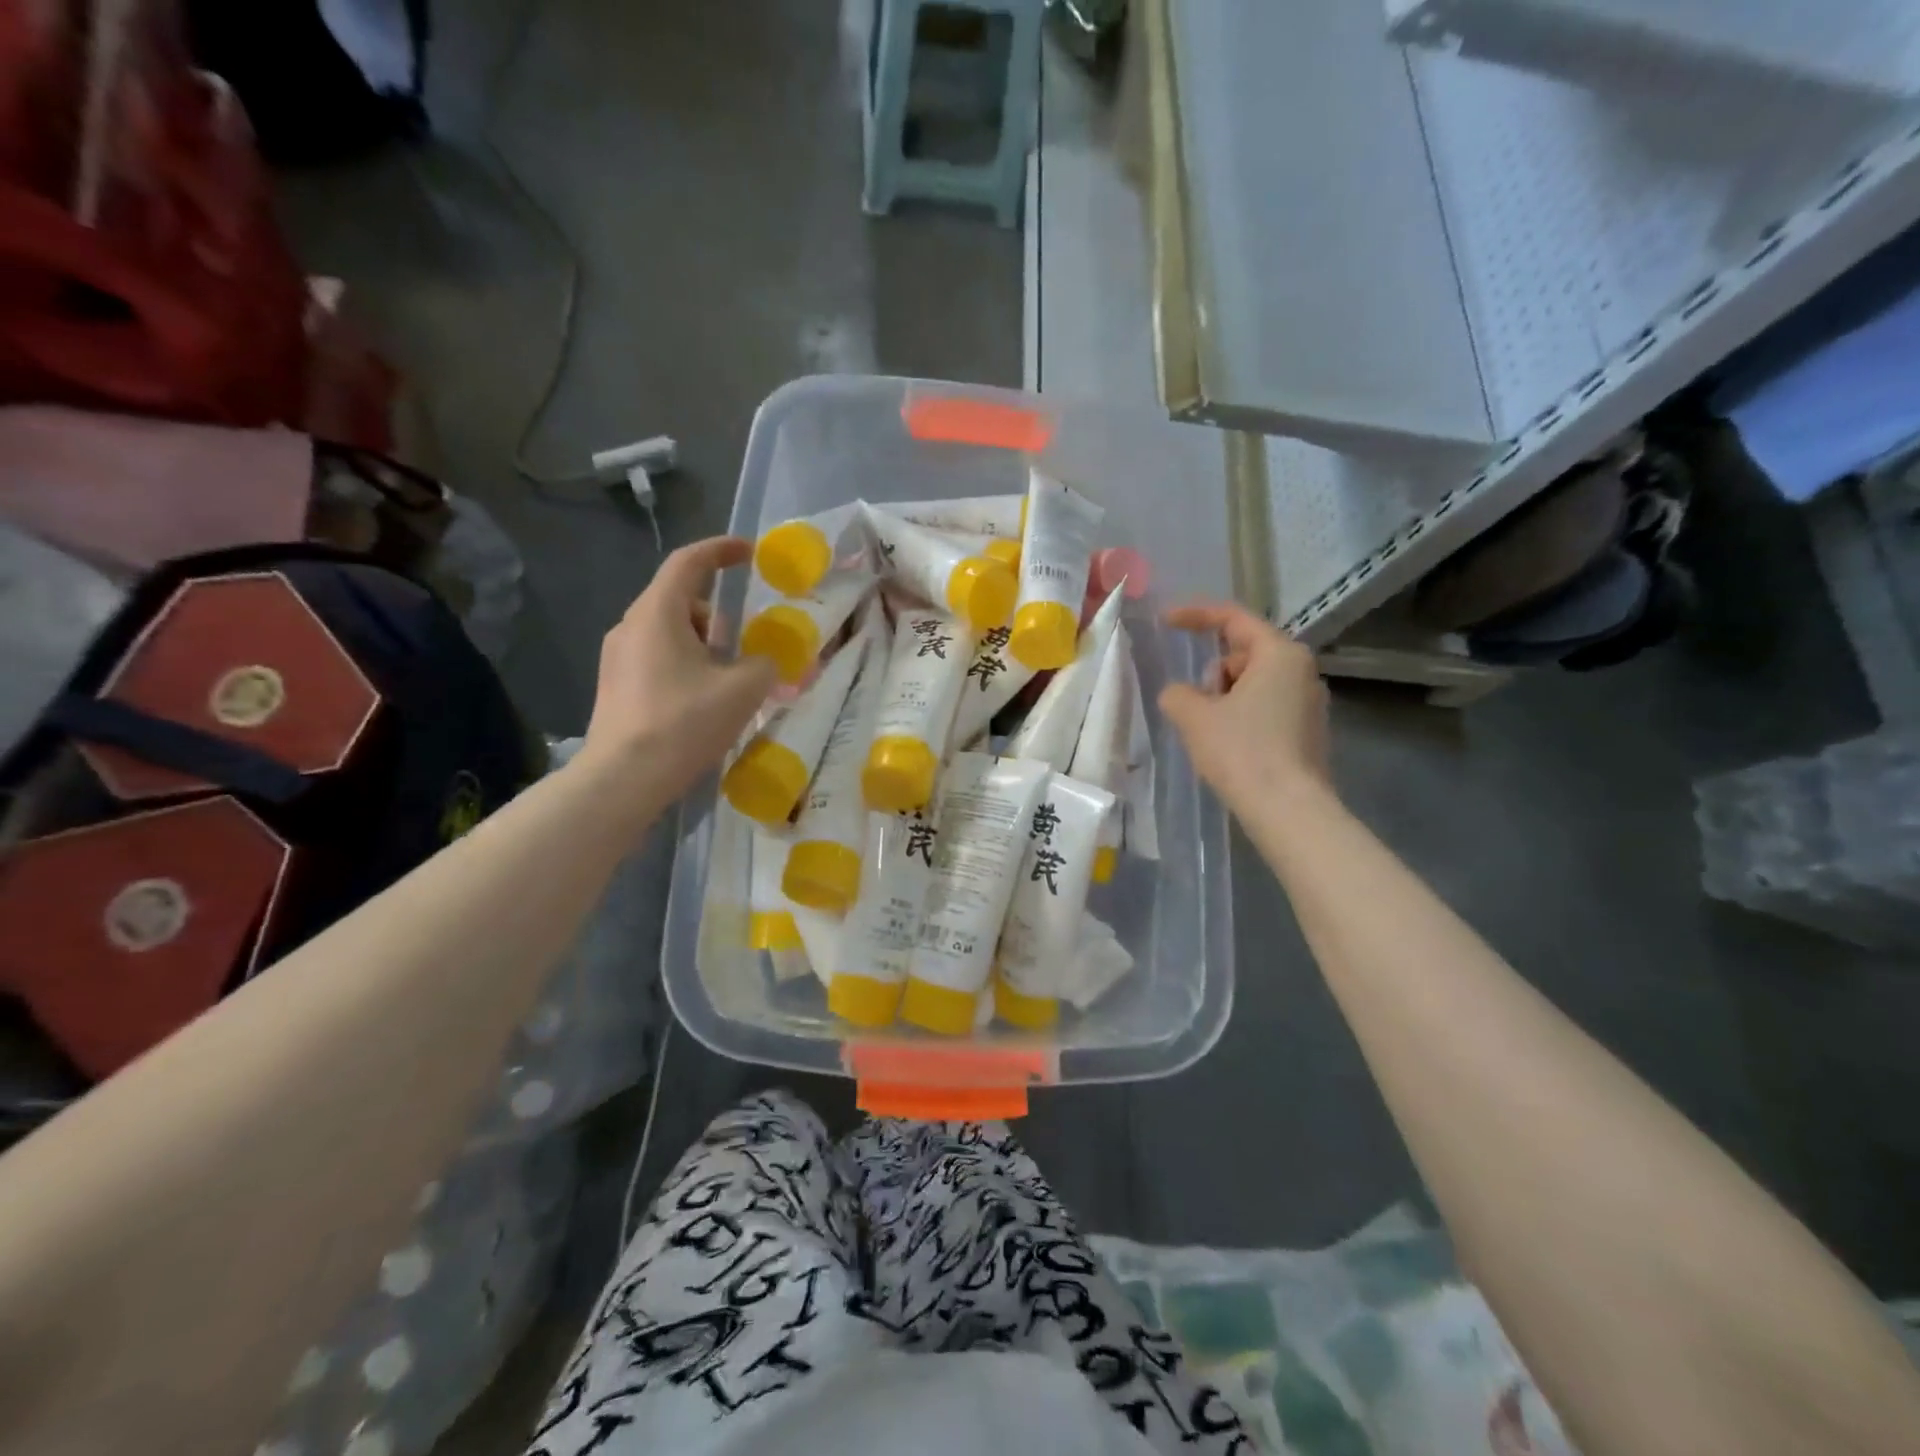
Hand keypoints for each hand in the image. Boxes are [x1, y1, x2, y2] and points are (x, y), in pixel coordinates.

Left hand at [577, 537, 777, 810]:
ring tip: (728, 681)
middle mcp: (631, 625)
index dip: (720, 550)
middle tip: (746, 643)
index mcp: (658, 612)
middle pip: (681, 600)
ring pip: (670, 632)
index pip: (689, 562)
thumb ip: (764, 664)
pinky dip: (686, 664)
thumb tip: (763, 661)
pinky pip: (658, 657)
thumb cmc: (684, 722)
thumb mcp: (743, 689)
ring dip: (704, 644)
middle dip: (719, 615)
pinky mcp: (616, 685)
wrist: (624, 778)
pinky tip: (702, 701)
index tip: (748, 552)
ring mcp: (618, 656)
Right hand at [1159, 600, 1331, 812]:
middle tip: (1197, 705)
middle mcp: (1301, 670)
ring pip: (1253, 683)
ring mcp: (1309, 702)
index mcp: (1279, 654)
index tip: (1165, 622)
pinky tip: (1230, 748)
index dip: (1195, 616)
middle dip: (1212, 673)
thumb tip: (1179, 694)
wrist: (1288, 810)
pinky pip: (1265, 708)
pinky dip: (1242, 717)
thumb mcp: (1194, 717)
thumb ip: (1177, 693)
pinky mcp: (1308, 731)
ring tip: (1210, 732)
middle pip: (1242, 654)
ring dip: (1224, 698)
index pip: (1233, 618)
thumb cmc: (1242, 752)